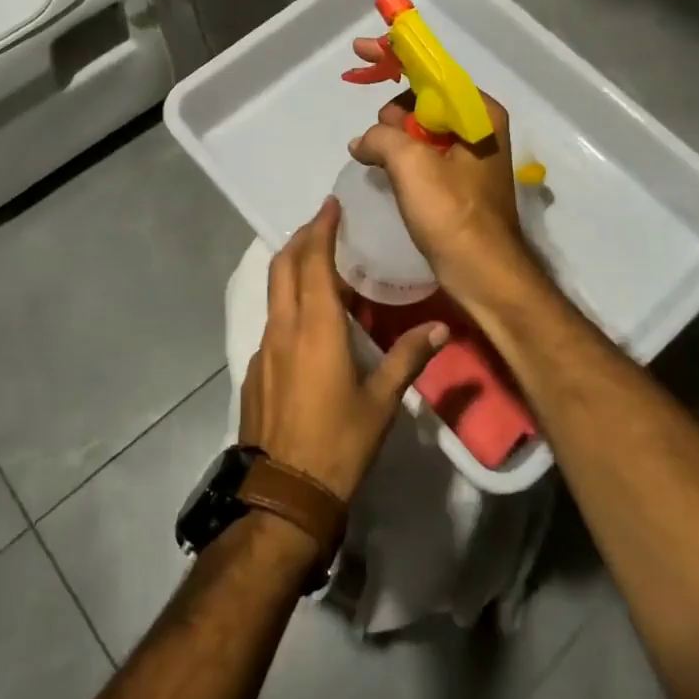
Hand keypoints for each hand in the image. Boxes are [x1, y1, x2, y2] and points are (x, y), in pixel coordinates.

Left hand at [240, 197, 448, 502]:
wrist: (282, 494)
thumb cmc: (338, 444)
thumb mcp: (381, 402)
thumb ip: (409, 358)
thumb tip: (441, 328)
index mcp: (316, 328)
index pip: (313, 261)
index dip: (320, 229)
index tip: (330, 204)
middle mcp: (284, 328)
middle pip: (283, 266)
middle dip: (301, 238)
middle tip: (324, 223)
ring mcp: (265, 349)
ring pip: (274, 292)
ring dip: (292, 267)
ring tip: (319, 262)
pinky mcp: (256, 370)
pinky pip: (273, 320)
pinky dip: (289, 301)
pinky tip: (309, 319)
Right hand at [347, 39, 531, 297]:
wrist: (484, 274)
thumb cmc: (453, 215)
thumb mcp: (411, 165)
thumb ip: (381, 137)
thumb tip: (363, 142)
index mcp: (477, 112)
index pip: (431, 69)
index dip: (395, 55)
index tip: (361, 49)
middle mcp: (477, 125)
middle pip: (422, 98)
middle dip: (392, 113)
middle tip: (377, 144)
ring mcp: (468, 154)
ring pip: (418, 128)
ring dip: (392, 139)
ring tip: (378, 164)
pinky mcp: (457, 180)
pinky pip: (421, 153)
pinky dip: (400, 157)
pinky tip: (382, 172)